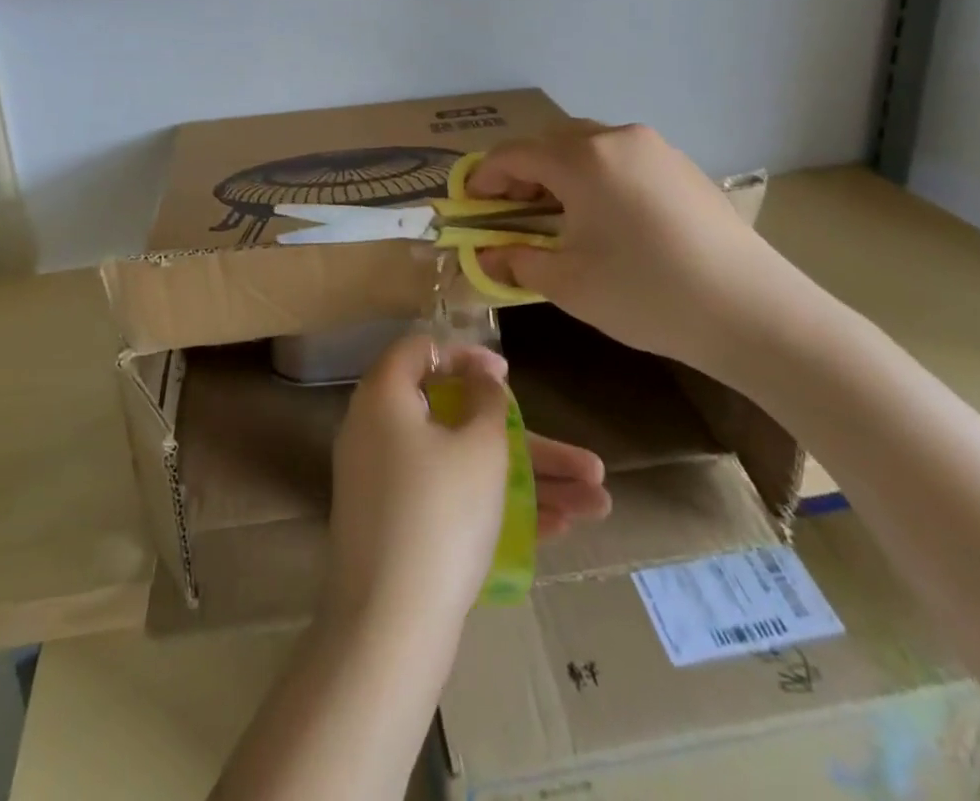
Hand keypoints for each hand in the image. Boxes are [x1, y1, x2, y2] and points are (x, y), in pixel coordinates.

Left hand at [325, 336, 610, 635]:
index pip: (421, 352)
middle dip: (529, 441)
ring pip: (466, 467)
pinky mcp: (401, 528)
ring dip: (530, 481)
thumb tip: (480, 375)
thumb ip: (487, 401)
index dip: (466, 355)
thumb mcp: (478, 447)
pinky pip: (452, 500)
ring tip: (599, 503)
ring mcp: (389, 484)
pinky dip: (499, 507)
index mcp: (384, 398)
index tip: (505, 375)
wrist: (389, 627)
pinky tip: (561, 528)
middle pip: (459, 420)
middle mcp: (380, 433)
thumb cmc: (439, 513)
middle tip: (584, 461)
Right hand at [468, 122, 808, 385]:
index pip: (514, 155)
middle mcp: (616, 138)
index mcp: (582, 159)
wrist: (752, 310)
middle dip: (522, 171)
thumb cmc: (646, 294)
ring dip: (560, 171)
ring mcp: (655, 148)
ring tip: (557, 214)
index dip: (484, 177)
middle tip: (510, 210)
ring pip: (588, 145)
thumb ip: (517, 260)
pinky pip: (622, 158)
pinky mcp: (682, 166)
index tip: (469, 203)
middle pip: (551, 141)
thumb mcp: (568, 283)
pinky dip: (597, 175)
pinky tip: (605, 216)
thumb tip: (486, 254)